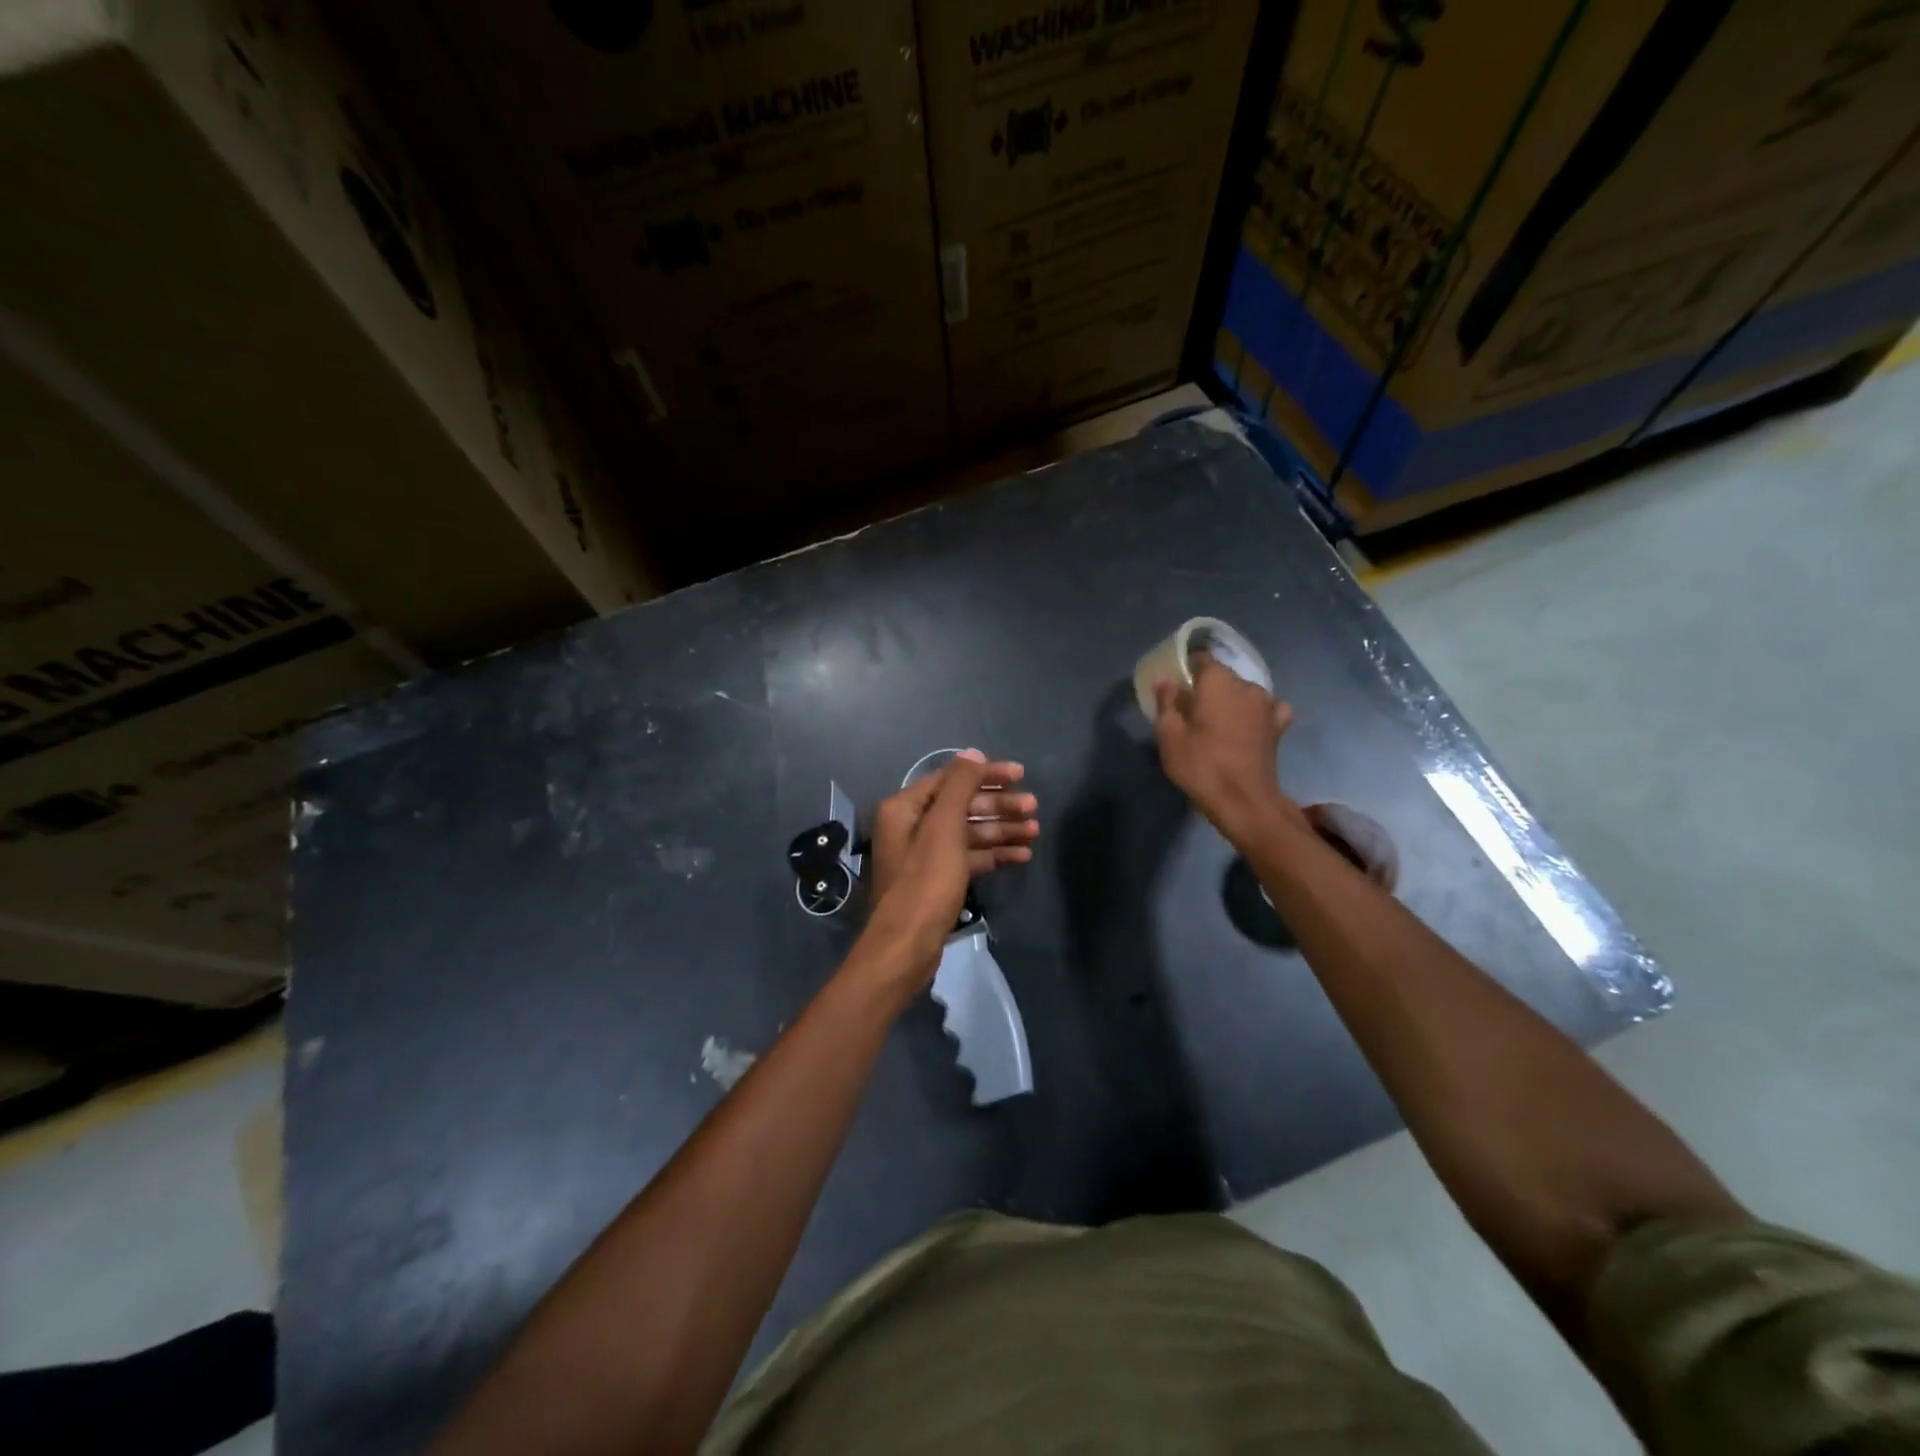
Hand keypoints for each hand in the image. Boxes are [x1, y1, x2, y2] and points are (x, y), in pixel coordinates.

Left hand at [861, 751, 1038, 985]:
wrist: (906, 946)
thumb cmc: (925, 882)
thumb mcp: (944, 828)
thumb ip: (959, 786)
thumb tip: (972, 754)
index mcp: (905, 807)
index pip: (951, 779)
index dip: (986, 775)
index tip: (1020, 775)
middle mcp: (912, 826)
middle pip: (962, 805)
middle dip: (998, 805)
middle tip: (1034, 808)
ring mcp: (925, 855)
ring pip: (968, 833)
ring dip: (1001, 830)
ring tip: (1035, 832)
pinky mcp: (938, 880)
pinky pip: (969, 857)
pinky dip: (993, 855)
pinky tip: (1021, 856)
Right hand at [1153, 654, 1304, 844]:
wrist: (1243, 801)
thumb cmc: (1201, 765)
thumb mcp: (1169, 735)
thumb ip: (1166, 702)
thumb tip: (1166, 680)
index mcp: (1218, 681)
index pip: (1201, 659)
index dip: (1186, 669)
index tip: (1175, 685)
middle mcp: (1246, 685)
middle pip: (1223, 676)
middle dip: (1206, 687)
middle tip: (1189, 709)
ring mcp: (1267, 705)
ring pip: (1244, 691)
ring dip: (1230, 700)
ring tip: (1217, 721)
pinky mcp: (1279, 726)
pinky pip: (1267, 708)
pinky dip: (1255, 712)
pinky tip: (1247, 724)